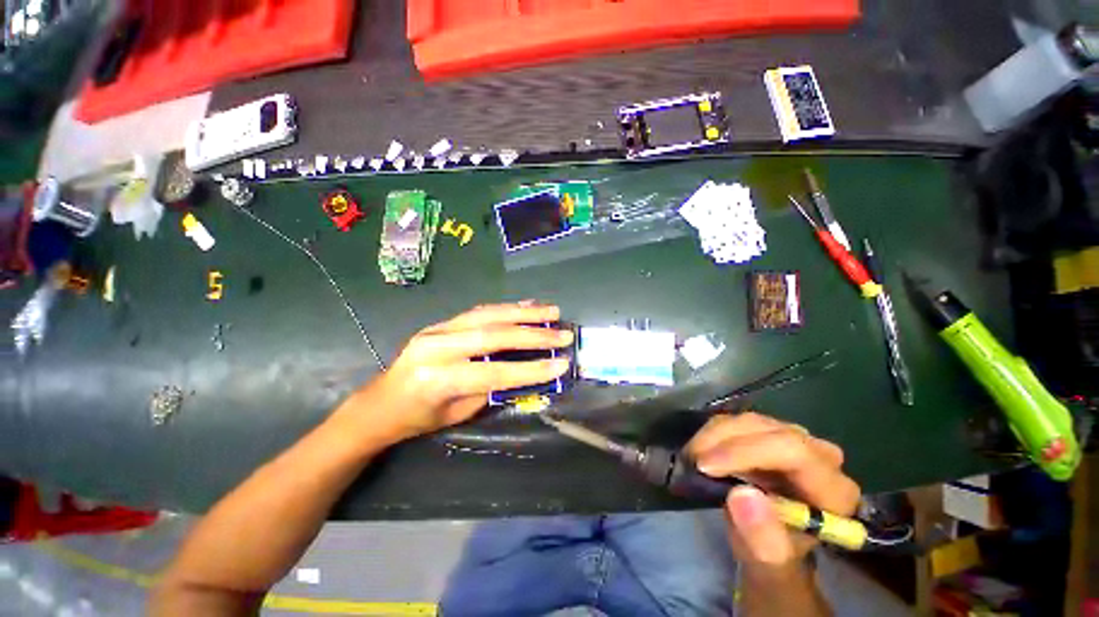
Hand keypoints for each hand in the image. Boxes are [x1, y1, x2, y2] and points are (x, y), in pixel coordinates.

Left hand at [345, 302, 572, 441]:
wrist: (379, 402)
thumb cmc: (418, 418)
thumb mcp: (458, 414)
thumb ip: (490, 389)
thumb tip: (525, 371)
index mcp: (439, 379)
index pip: (495, 373)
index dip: (531, 369)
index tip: (562, 363)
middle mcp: (438, 348)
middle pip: (494, 335)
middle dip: (533, 333)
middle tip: (562, 332)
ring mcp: (437, 330)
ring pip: (488, 315)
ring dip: (523, 312)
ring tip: (551, 311)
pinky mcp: (440, 322)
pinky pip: (479, 311)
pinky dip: (506, 308)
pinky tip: (525, 306)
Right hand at [685, 413, 859, 577]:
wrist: (769, 543)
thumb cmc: (774, 557)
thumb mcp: (769, 563)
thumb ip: (763, 538)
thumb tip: (742, 496)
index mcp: (833, 490)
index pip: (792, 451)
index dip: (745, 452)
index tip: (706, 466)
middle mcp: (821, 456)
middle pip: (768, 431)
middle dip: (723, 442)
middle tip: (692, 462)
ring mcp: (795, 439)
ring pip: (749, 421)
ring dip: (714, 435)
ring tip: (692, 457)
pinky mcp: (770, 432)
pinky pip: (738, 420)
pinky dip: (714, 432)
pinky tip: (700, 449)